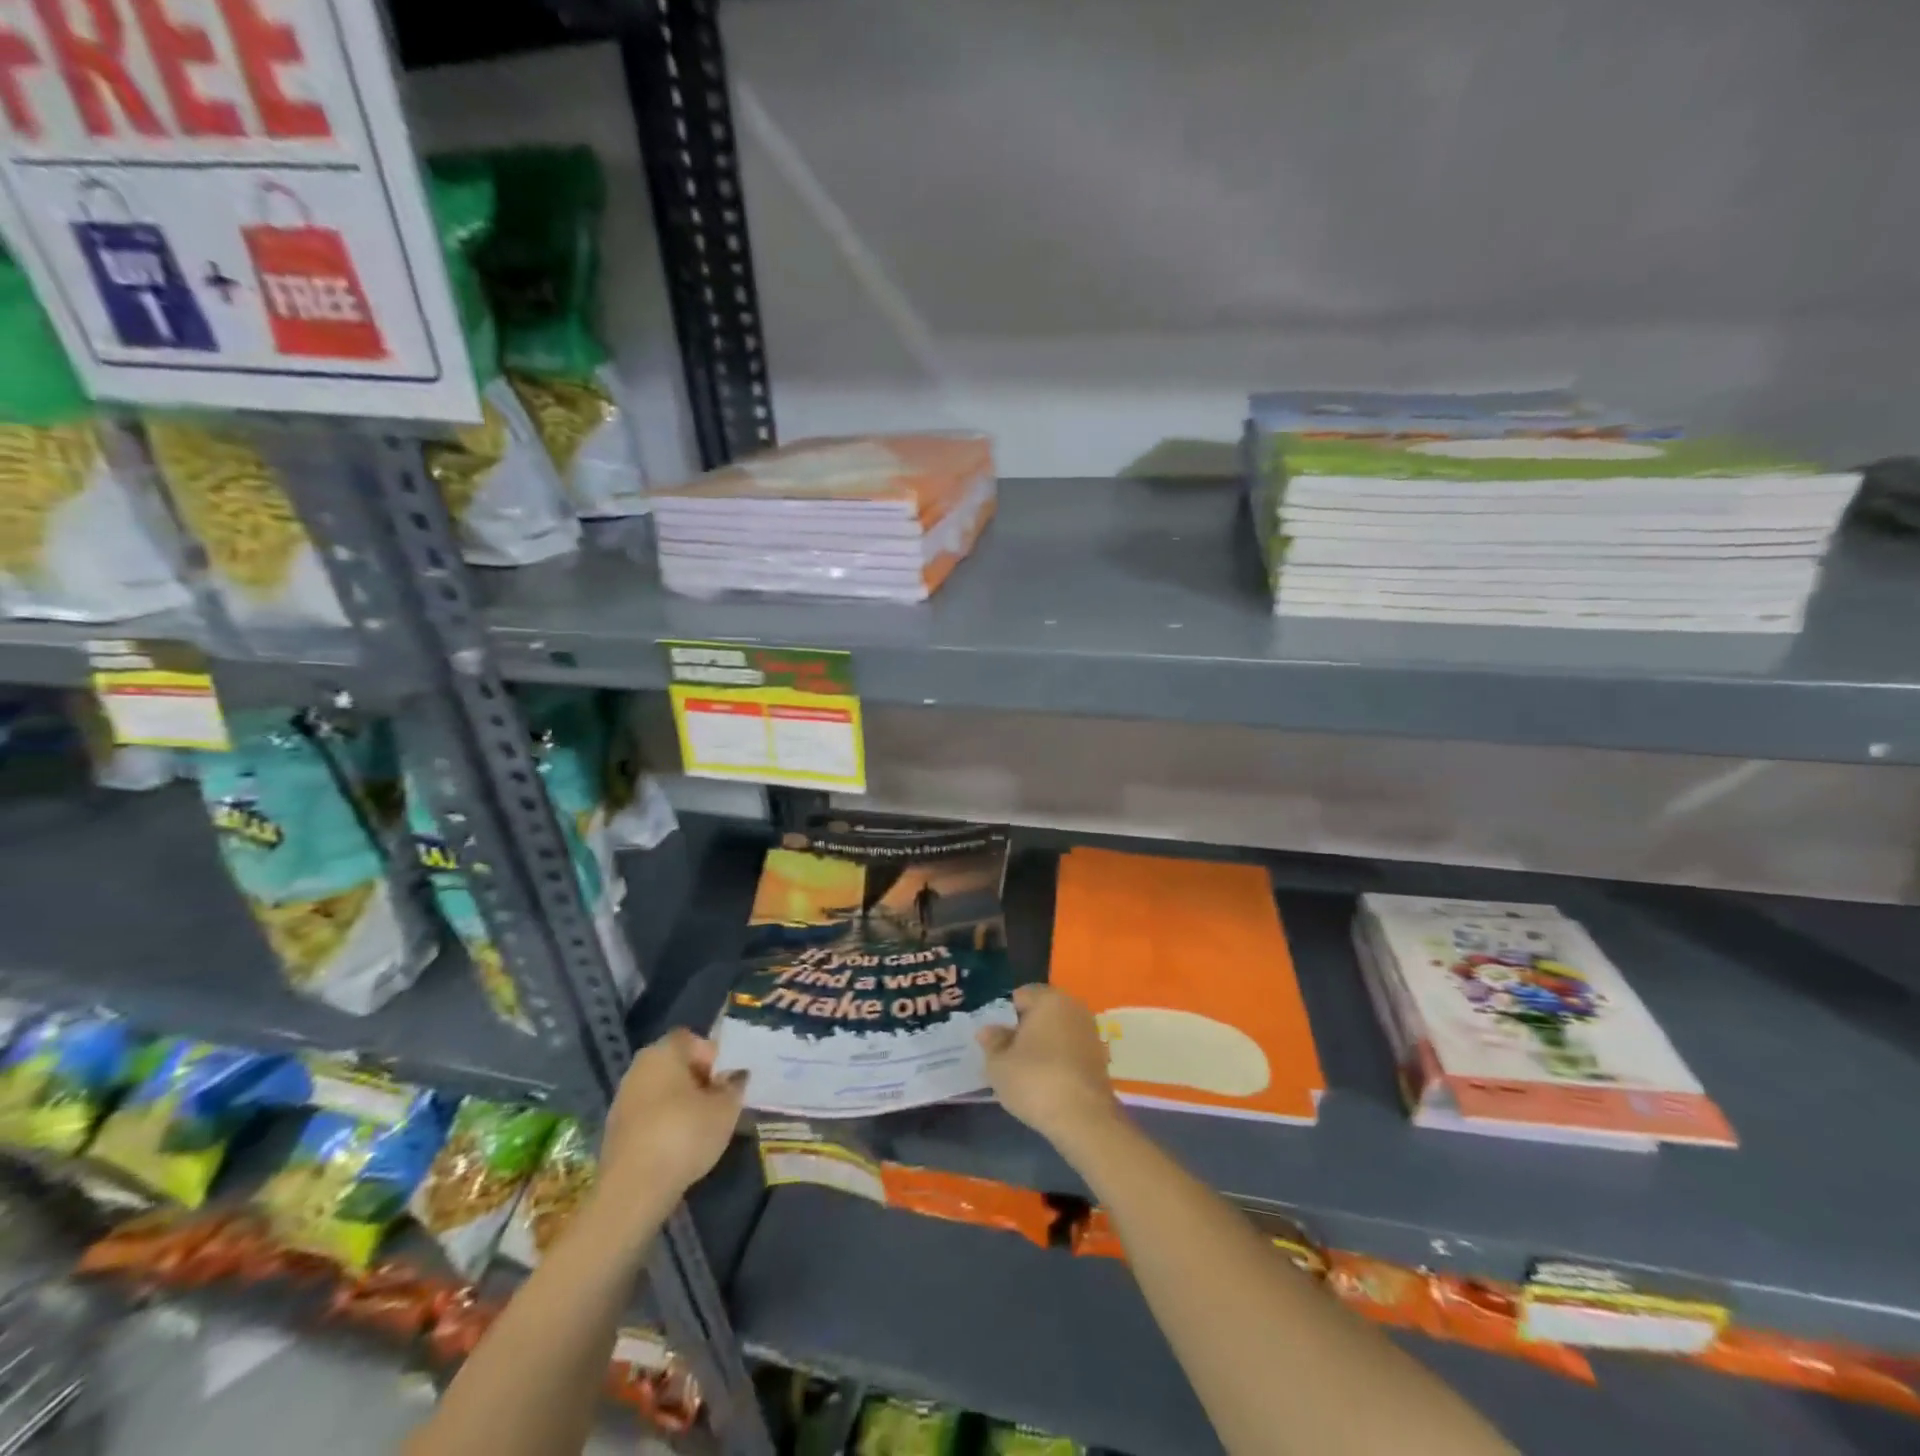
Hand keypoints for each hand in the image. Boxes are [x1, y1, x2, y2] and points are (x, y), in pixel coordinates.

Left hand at [597, 1028, 745, 1207]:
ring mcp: (623, 1099)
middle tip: (719, 1104)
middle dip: (699, 1080)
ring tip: (702, 1128)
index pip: (693, 1039)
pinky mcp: (615, 1130)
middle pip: (676, 1064)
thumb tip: (735, 1076)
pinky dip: (665, 1124)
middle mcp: (639, 1067)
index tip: (726, 1081)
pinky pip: (649, 1116)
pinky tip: (679, 1147)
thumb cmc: (684, 1135)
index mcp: (663, 1051)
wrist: (633, 1191)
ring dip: (682, 1104)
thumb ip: (734, 1085)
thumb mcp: (726, 1108)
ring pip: (662, 1091)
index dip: (713, 1056)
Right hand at [977, 984, 1121, 1147]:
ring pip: (1058, 1031)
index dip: (1005, 1015)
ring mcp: (1090, 1032)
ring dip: (1044, 1044)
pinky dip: (1059, 1059)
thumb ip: (992, 1042)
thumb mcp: (999, 1064)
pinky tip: (1048, 1081)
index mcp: (1049, 999)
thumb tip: (987, 1030)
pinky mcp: (1100, 1057)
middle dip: (1026, 1028)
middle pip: (1042, 1012)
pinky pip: (1071, 1049)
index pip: (1021, 995)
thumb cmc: (1035, 1081)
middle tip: (1009, 1054)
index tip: (996, 1039)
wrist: (1083, 1119)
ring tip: (1027, 1070)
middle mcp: (1074, 1008)